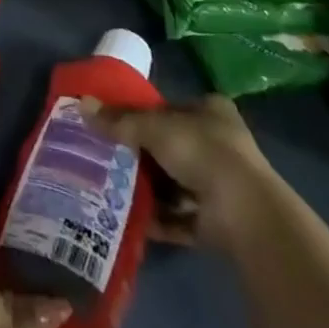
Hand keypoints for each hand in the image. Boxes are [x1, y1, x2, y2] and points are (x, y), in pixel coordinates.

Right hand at [82, 93, 277, 253]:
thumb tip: (82, 104)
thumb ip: (120, 120)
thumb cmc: (202, 152)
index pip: (171, 108)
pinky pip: (180, 217)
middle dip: (143, 156)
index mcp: (210, 111)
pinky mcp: (218, 222)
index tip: (116, 125)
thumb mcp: (153, 128)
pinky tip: (131, 220)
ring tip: (113, 190)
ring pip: (175, 183)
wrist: (245, 213)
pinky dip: (159, 219)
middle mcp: (220, 144)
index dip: (144, 115)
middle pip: (171, 146)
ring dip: (149, 190)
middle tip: (109, 158)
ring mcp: (222, 186)